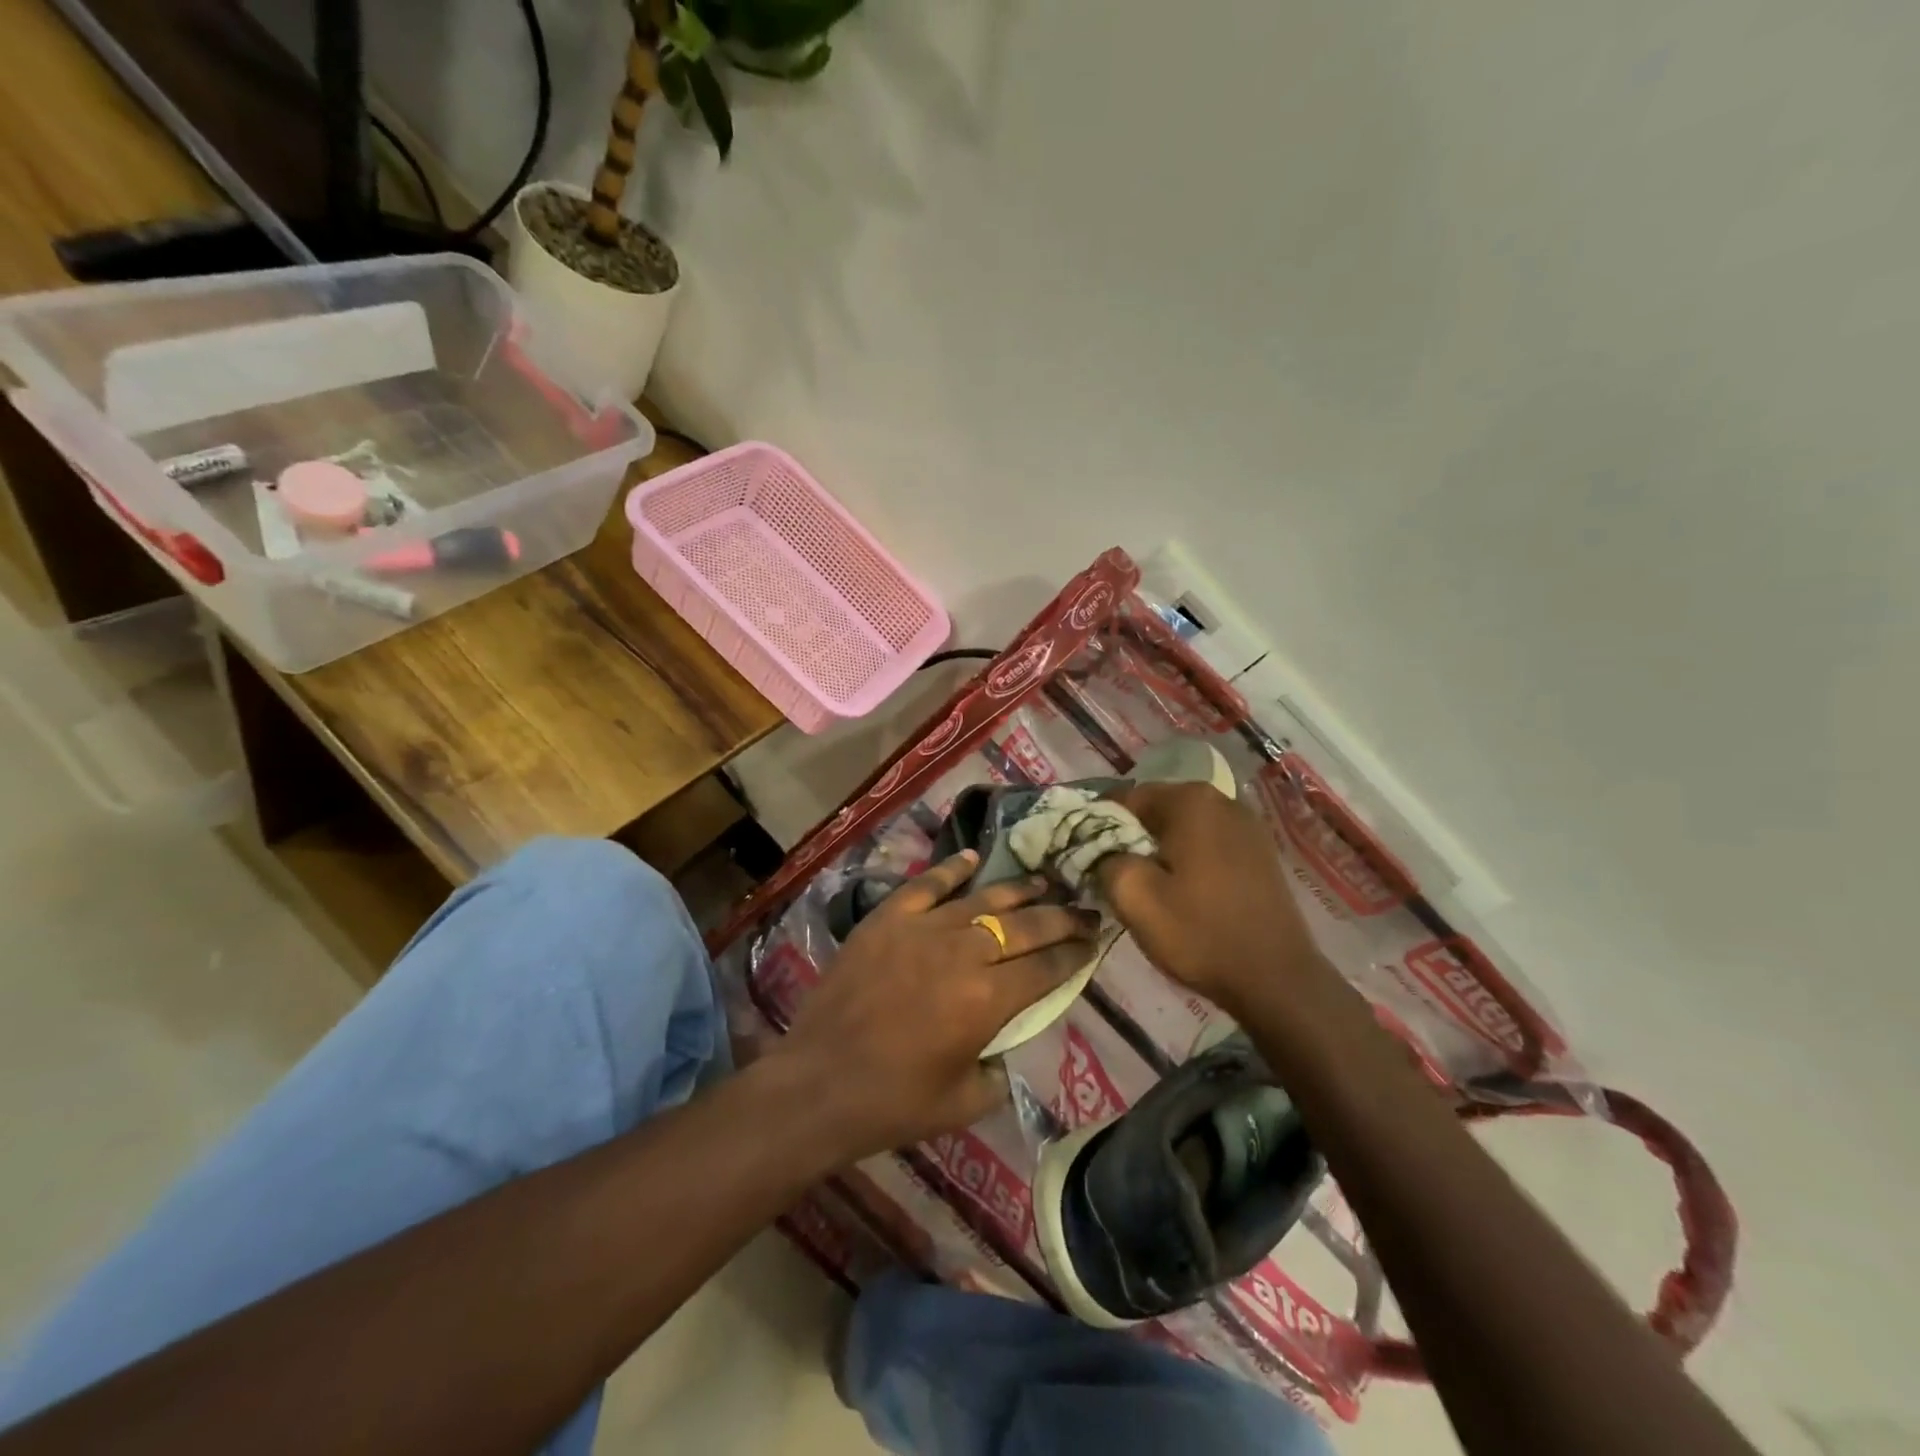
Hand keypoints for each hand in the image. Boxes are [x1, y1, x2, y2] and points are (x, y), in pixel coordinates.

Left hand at [770, 851, 1099, 1161]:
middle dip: (1062, 918)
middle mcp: (963, 952)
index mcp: (988, 999)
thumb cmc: (893, 1103)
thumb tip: (1010, 1038)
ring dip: (1019, 890)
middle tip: (1085, 910)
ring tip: (1044, 882)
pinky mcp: (887, 918)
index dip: (1076, 954)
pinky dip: (952, 869)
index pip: (1047, 967)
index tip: (1094, 942)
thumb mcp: (966, 1101)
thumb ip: (1001, 1065)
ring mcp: (922, 928)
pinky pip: (927, 885)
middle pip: (1026, 926)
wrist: (817, 1084)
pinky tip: (973, 858)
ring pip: (984, 899)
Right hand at [1097, 781, 1329, 1016]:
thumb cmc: (1200, 933)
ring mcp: (1247, 824)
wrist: (1277, 979)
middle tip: (1115, 877)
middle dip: (1131, 837)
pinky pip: (1208, 843)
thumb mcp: (1134, 898)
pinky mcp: (1260, 851)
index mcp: (1190, 800)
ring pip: (1182, 827)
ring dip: (1159, 849)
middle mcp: (1222, 800)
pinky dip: (1188, 859)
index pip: (1125, 798)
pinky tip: (1183, 891)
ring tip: (1148, 887)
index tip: (1088, 859)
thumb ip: (1104, 859)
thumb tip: (1099, 849)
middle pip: (1156, 809)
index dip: (1099, 826)